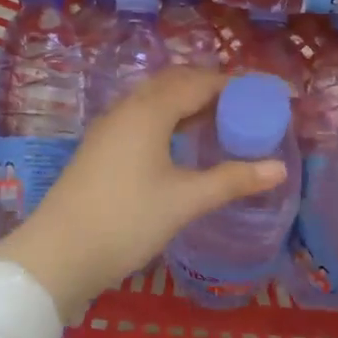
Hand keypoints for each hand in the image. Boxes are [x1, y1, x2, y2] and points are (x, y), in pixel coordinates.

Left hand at [0, 68, 286, 321]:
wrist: (58, 254)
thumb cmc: (126, 221)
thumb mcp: (185, 201)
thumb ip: (232, 180)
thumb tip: (278, 168)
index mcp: (149, 111)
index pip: (199, 82)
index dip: (235, 85)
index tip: (266, 95)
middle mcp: (127, 109)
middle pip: (174, 84)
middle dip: (211, 88)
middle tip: (245, 107)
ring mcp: (109, 128)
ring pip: (155, 101)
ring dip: (188, 103)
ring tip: (220, 123)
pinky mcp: (101, 149)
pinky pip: (142, 118)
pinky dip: (170, 120)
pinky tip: (182, 144)